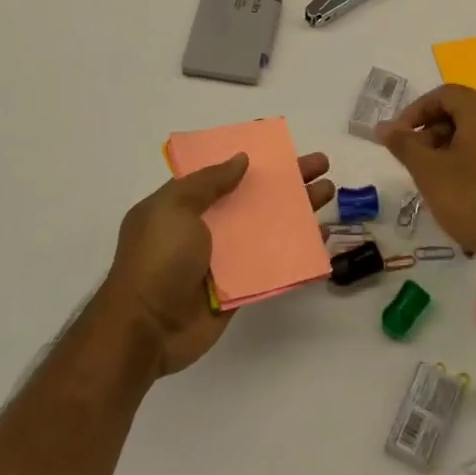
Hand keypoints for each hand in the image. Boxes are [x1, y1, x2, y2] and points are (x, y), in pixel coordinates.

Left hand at [100, 150, 334, 374]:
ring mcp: (224, 258)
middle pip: (253, 196)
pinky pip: (273, 264)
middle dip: (286, 180)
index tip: (281, 144)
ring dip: (298, 211)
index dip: (251, 156)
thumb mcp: (174, 209)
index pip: (222, 172)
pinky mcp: (240, 287)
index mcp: (184, 204)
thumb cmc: (157, 261)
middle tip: (321, 164)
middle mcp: (206, 227)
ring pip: (268, 228)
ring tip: (329, 193)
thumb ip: (208, 182)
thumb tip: (241, 158)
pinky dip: (297, 251)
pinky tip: (321, 238)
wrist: (146, 330)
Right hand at [378, 85, 475, 282]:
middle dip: (430, 127)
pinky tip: (453, 180)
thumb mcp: (429, 172)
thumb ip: (404, 144)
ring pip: (473, 128)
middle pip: (459, 109)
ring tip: (429, 171)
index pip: (444, 94)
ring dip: (446, 141)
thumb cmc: (472, 200)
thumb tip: (383, 126)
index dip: (416, 110)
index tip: (398, 135)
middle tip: (411, 155)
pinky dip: (465, 152)